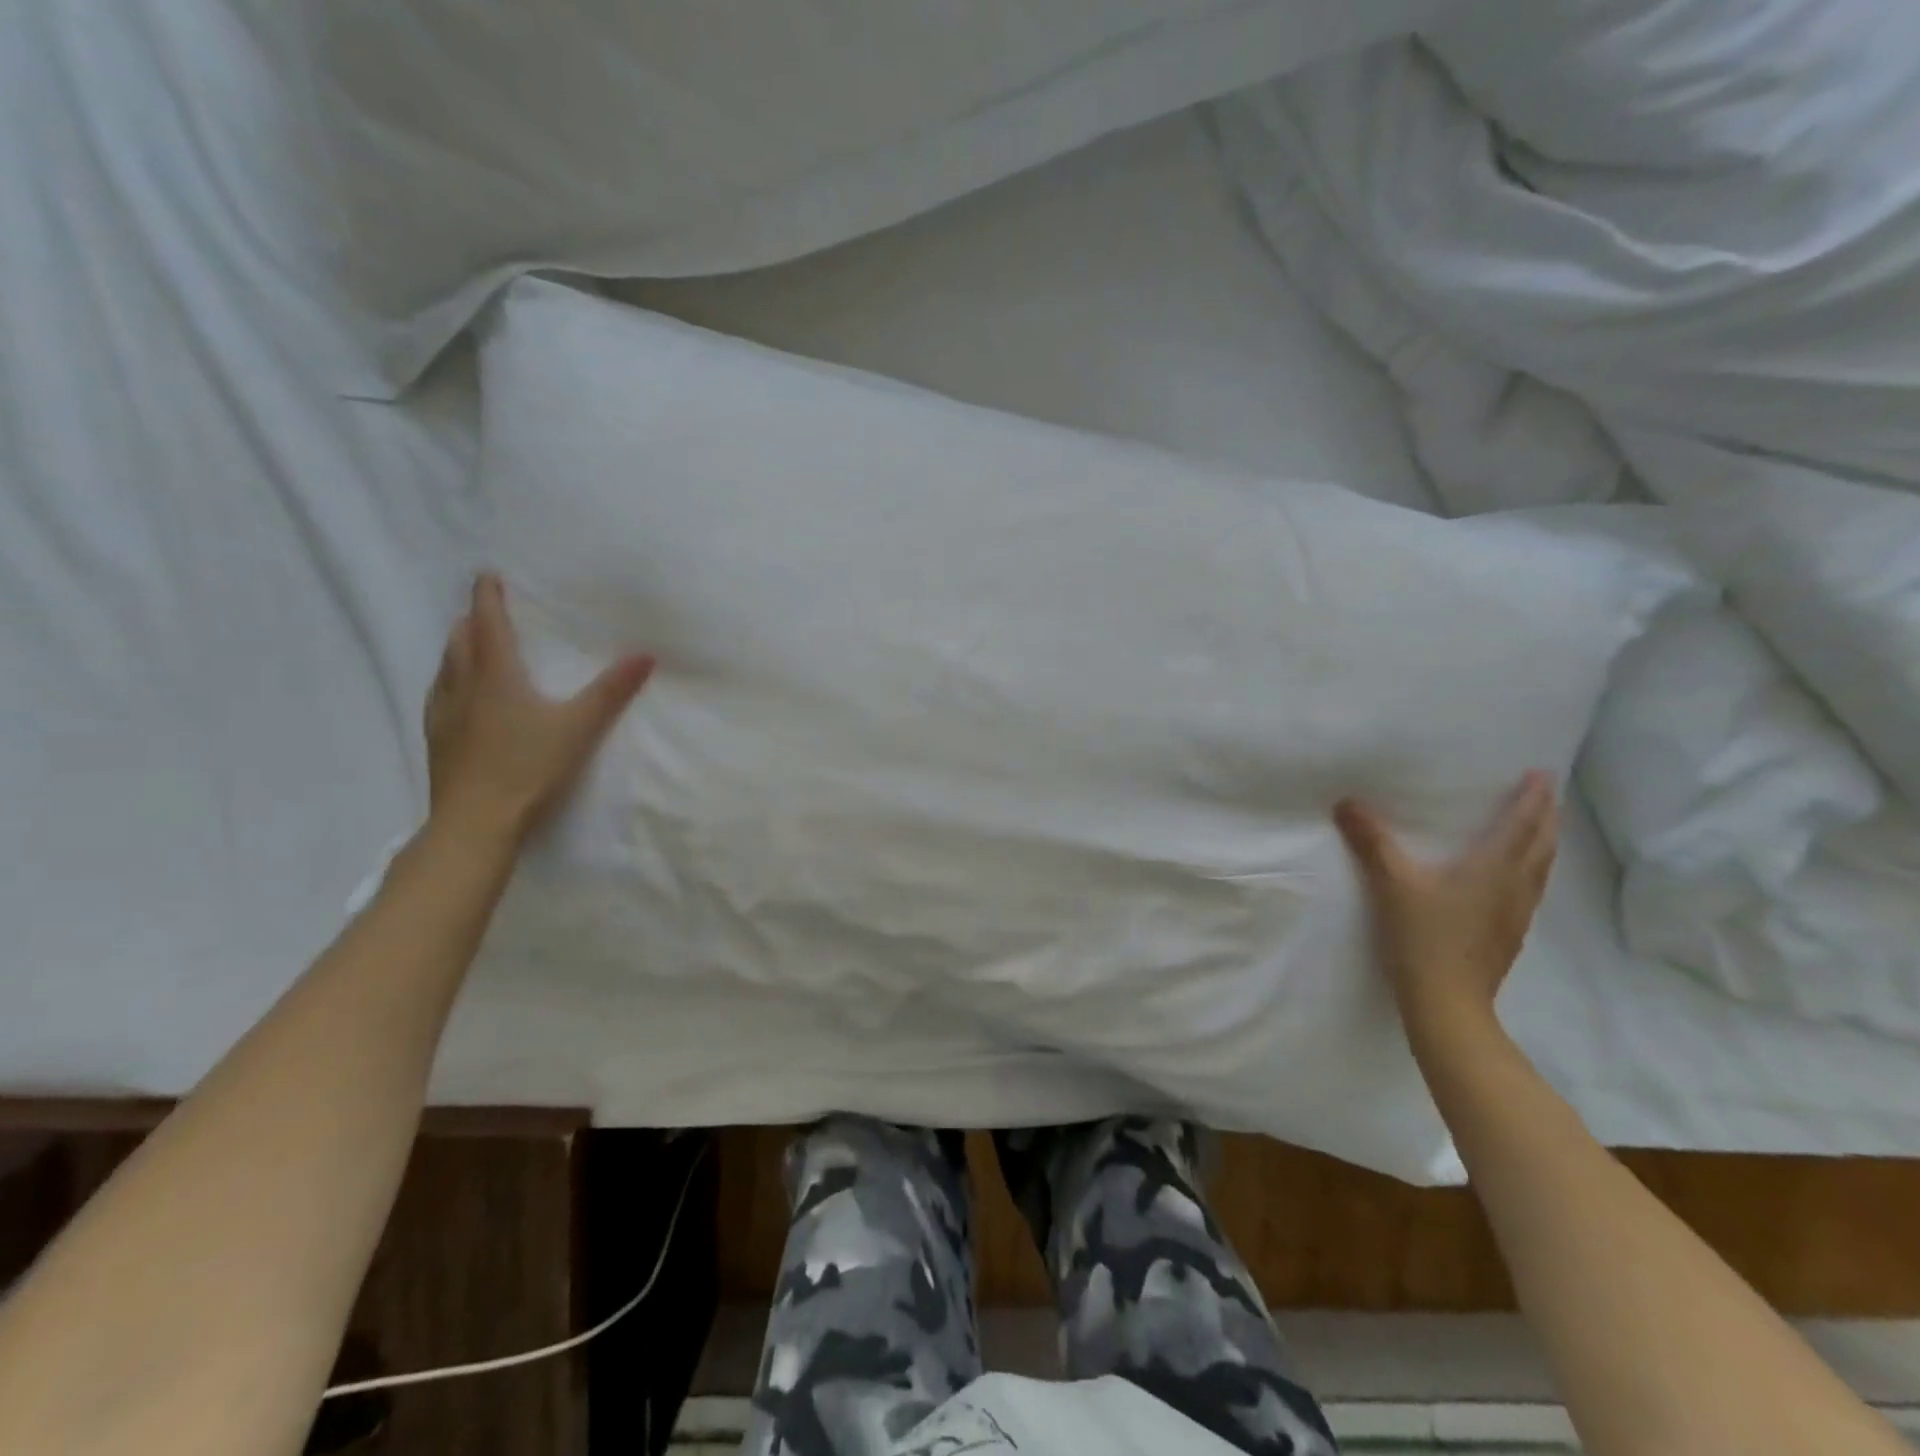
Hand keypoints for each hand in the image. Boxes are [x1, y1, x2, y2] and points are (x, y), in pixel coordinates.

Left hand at [424, 573, 653, 843]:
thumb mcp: (579, 726)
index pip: (488, 622)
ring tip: (470, 645)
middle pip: (460, 640)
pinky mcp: (438, 739)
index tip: (487, 574)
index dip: (487, 596)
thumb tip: (646, 655)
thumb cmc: (529, 767)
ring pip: (446, 667)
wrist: (476, 820)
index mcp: (496, 675)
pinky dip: (449, 680)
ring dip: (457, 648)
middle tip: (485, 610)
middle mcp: (463, 686)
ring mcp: (444, 713)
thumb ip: (612, 691)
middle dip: (472, 619)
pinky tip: (457, 696)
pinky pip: (439, 695)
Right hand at [1334, 771, 1558, 1035]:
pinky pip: (1531, 889)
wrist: (1447, 1002)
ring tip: (1540, 829)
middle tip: (1546, 796)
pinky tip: (1516, 878)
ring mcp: (1517, 914)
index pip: (1522, 824)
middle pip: (1542, 845)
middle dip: (1546, 817)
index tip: (1543, 774)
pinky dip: (1532, 869)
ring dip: (1544, 843)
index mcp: (1494, 868)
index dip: (1533, 798)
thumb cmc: (1423, 937)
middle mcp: (1515, 886)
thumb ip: (1372, 842)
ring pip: (1541, 869)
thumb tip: (1347, 803)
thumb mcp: (1391, 884)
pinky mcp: (1509, 934)